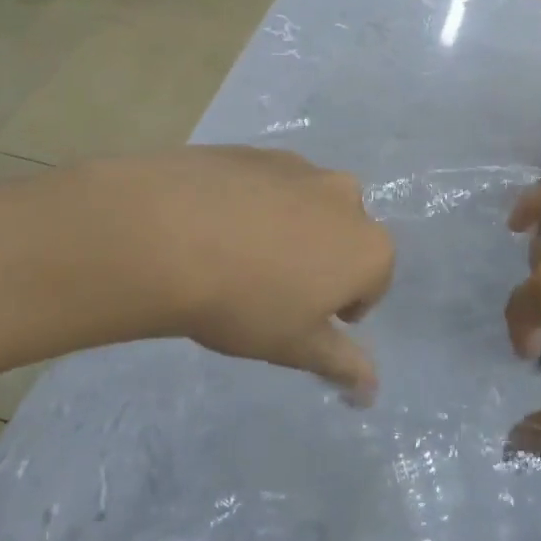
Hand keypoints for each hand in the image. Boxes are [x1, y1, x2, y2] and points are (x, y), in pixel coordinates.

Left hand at [105, 147, 394, 402]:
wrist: (166, 235)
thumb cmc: (244, 302)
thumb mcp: (295, 346)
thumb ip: (341, 364)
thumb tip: (371, 390)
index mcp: (368, 246)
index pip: (374, 283)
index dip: (342, 307)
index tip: (304, 319)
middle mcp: (345, 197)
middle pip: (344, 236)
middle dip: (322, 259)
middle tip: (272, 287)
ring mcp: (300, 167)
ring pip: (306, 205)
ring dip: (289, 227)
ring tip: (238, 255)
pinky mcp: (256, 150)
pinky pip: (267, 183)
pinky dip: (254, 202)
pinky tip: (213, 225)